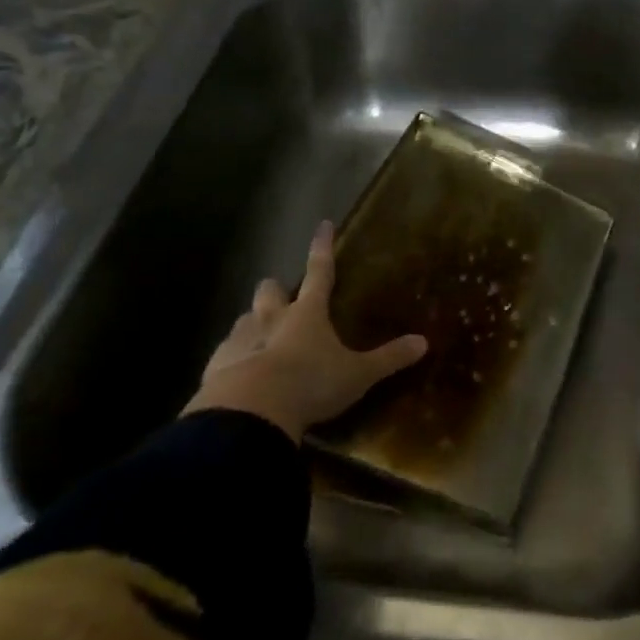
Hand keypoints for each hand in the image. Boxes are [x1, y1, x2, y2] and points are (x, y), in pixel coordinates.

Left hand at [183, 221, 427, 440]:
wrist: (249, 415)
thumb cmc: (310, 385)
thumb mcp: (357, 375)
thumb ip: (388, 358)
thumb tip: (424, 342)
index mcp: (307, 313)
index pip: (320, 271)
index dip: (323, 247)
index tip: (324, 224)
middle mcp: (271, 318)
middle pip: (269, 291)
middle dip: (275, 290)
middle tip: (282, 299)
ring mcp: (240, 341)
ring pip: (243, 320)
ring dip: (252, 325)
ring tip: (260, 341)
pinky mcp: (215, 367)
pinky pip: (224, 355)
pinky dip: (233, 360)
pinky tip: (237, 377)